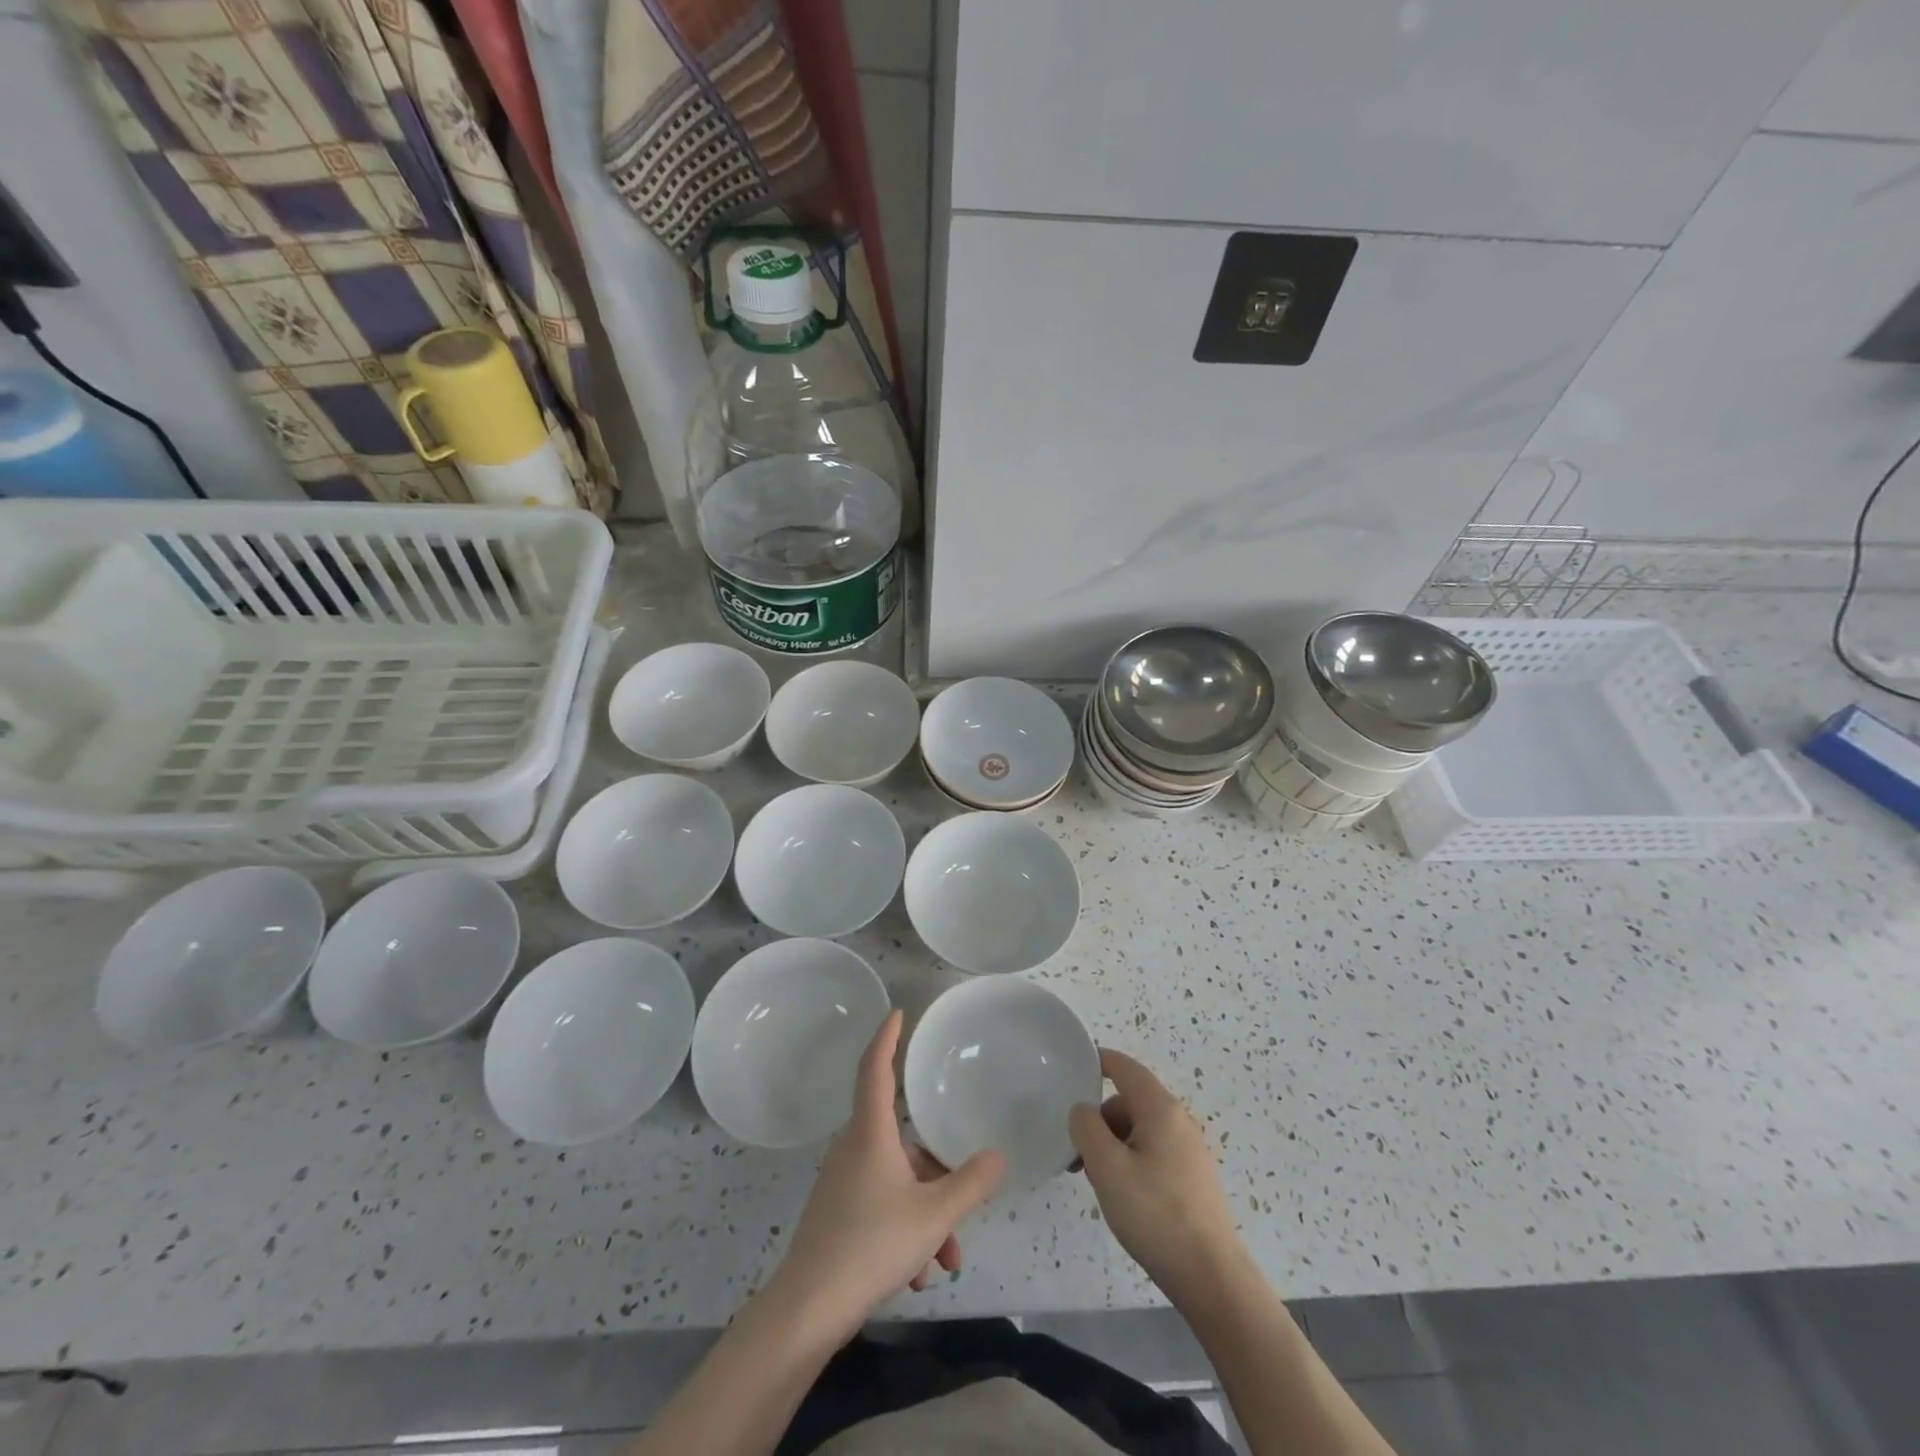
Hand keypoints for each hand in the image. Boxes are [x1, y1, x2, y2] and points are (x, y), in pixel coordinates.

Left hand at [769, 1011, 1004, 1342]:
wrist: (807, 1310)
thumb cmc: (871, 1244)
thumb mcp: (933, 1215)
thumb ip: (970, 1183)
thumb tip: (998, 1156)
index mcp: (870, 1132)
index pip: (875, 1067)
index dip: (887, 1037)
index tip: (898, 1013)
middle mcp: (853, 1148)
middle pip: (903, 1140)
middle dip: (938, 1172)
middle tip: (964, 1201)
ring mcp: (842, 1182)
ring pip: (897, 1181)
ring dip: (926, 1214)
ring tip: (945, 1258)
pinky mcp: (837, 1213)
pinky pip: (882, 1205)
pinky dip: (906, 1229)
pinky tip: (918, 1272)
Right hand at [1070, 1049, 1246, 1304]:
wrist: (1211, 1278)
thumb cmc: (1155, 1214)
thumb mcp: (1107, 1167)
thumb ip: (1087, 1128)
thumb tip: (1083, 1110)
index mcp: (1160, 1109)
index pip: (1124, 1067)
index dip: (1097, 1061)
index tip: (1070, 1070)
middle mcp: (1178, 1121)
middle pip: (1129, 1101)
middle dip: (1100, 1119)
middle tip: (1077, 1153)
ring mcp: (1189, 1151)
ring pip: (1139, 1130)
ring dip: (1113, 1144)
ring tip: (1098, 1181)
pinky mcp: (1192, 1179)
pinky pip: (1152, 1153)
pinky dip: (1130, 1161)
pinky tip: (1123, 1196)